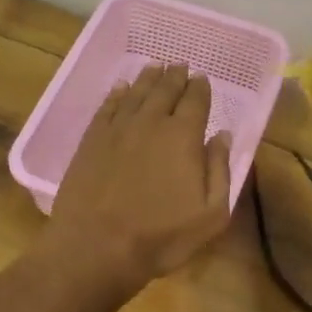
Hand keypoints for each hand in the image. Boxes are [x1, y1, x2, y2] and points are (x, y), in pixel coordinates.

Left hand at [41, 64, 232, 293]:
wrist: (96, 246)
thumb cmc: (160, 237)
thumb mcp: (210, 214)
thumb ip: (220, 170)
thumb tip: (221, 136)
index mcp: (183, 136)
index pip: (196, 101)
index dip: (201, 88)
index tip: (202, 79)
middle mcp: (150, 122)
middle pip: (165, 90)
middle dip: (175, 77)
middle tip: (180, 65)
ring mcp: (116, 129)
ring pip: (135, 93)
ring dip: (148, 79)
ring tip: (155, 68)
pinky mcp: (90, 141)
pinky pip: (107, 107)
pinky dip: (116, 94)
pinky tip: (120, 89)